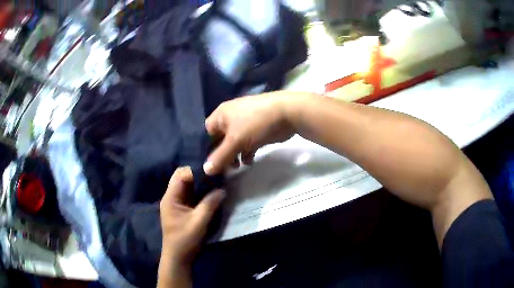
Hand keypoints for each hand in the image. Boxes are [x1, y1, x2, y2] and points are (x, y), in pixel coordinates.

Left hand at [159, 167, 225, 265]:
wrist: (178, 257)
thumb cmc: (185, 240)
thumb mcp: (198, 222)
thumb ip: (210, 205)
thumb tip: (222, 190)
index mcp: (170, 198)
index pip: (181, 175)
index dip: (195, 171)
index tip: (212, 171)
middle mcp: (172, 197)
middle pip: (184, 178)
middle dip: (199, 176)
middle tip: (216, 177)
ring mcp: (177, 203)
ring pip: (189, 187)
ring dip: (201, 185)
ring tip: (216, 182)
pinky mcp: (183, 209)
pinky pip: (192, 196)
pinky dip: (201, 193)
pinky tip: (212, 193)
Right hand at [204, 93, 297, 174]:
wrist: (288, 113)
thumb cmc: (256, 123)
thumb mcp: (236, 141)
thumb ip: (220, 157)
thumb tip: (206, 170)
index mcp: (221, 114)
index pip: (207, 132)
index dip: (207, 147)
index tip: (210, 163)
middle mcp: (231, 117)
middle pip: (220, 139)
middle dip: (221, 154)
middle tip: (223, 169)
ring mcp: (245, 124)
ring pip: (234, 143)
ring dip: (234, 156)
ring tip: (236, 167)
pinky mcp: (257, 131)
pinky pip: (246, 144)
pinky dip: (246, 153)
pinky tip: (249, 162)